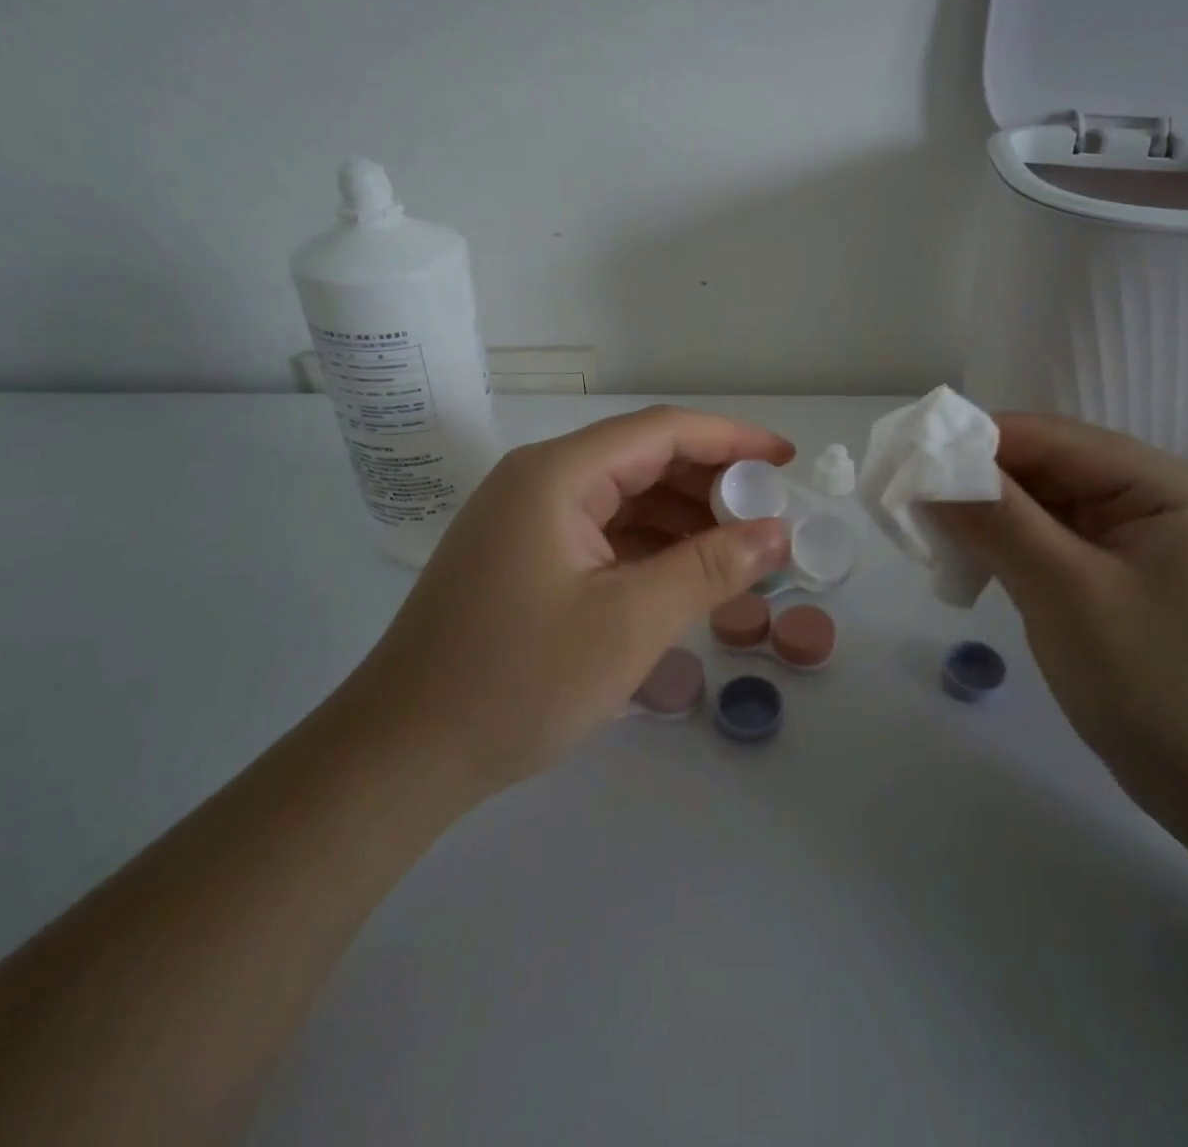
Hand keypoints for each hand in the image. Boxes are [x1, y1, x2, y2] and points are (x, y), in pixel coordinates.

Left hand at [342, 406, 793, 798]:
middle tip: (769, 520)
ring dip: (684, 520)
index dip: (733, 439)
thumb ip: (711, 568)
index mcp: (558, 474)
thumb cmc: (517, 682)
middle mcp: (540, 481)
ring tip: (739, 554)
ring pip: (625, 499)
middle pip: (644, 460)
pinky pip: (603, 533)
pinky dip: (650, 548)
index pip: (664, 431)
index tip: (787, 461)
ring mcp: (526, 520)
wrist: (399, 757)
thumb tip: (777, 531)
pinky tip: (685, 578)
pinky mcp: (523, 557)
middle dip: (712, 485)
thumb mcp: (631, 623)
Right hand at [935, 413, 1187, 808]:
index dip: (979, 442)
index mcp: (1165, 486)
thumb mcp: (1069, 594)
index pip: (1055, 439)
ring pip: (1040, 507)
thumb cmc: (1158, 685)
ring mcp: (1132, 541)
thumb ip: (998, 522)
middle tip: (908, 500)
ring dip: (985, 517)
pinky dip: (1004, 548)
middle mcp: (1152, 499)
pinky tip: (966, 564)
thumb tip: (928, 471)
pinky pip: (1047, 543)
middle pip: (1047, 469)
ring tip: (927, 535)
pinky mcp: (1112, 577)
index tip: (910, 457)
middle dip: (978, 483)